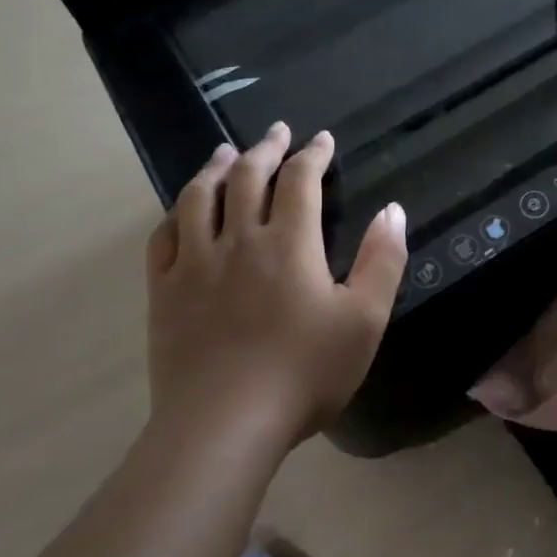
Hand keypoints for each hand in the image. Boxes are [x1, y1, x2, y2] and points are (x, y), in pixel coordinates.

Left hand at [145, 123, 407, 449]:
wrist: (225, 424)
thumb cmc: (305, 373)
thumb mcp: (364, 320)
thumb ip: (382, 261)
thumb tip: (393, 210)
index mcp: (290, 244)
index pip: (300, 181)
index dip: (312, 155)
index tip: (321, 139)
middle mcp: (239, 240)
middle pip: (247, 177)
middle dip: (265, 149)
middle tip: (276, 132)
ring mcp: (195, 264)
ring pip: (199, 198)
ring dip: (215, 168)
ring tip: (224, 153)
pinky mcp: (165, 292)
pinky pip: (164, 237)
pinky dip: (176, 213)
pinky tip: (182, 209)